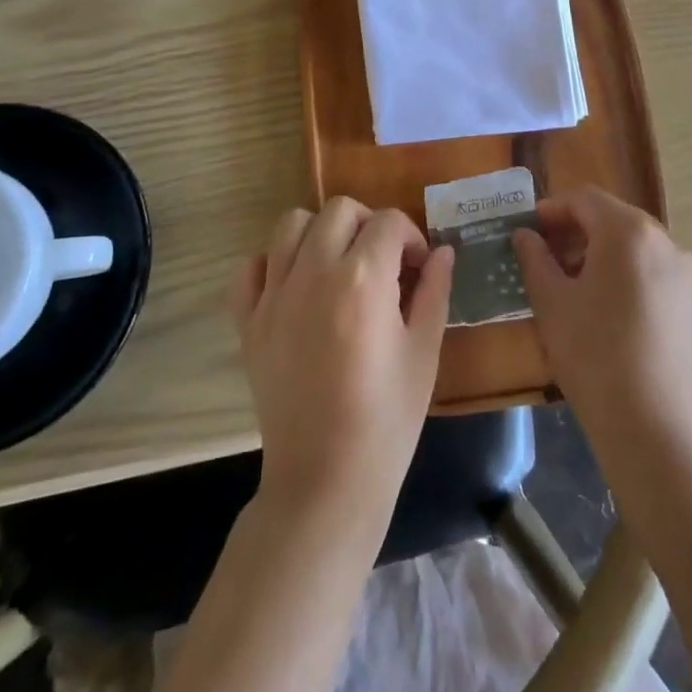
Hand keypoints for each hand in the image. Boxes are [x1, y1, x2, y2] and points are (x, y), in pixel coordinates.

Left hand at [230, 198, 452, 526]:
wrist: (325, 481)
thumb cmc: (387, 420)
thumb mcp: (424, 352)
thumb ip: (435, 291)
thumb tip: (442, 251)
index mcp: (363, 280)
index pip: (388, 222)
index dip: (411, 237)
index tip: (419, 267)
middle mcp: (313, 273)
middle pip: (338, 210)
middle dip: (368, 224)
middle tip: (383, 261)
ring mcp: (274, 296)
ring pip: (290, 224)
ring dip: (320, 232)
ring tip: (339, 265)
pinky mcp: (248, 322)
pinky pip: (251, 268)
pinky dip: (272, 264)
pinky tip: (296, 287)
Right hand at [512, 188, 691, 481]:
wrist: (658, 432)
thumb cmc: (594, 357)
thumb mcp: (552, 304)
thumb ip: (535, 258)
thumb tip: (526, 235)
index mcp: (629, 233)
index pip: (586, 199)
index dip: (553, 209)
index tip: (530, 230)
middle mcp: (669, 244)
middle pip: (617, 223)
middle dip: (581, 235)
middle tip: (551, 262)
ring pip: (642, 253)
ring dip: (610, 261)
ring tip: (585, 295)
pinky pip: (664, 282)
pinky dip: (638, 286)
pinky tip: (622, 323)